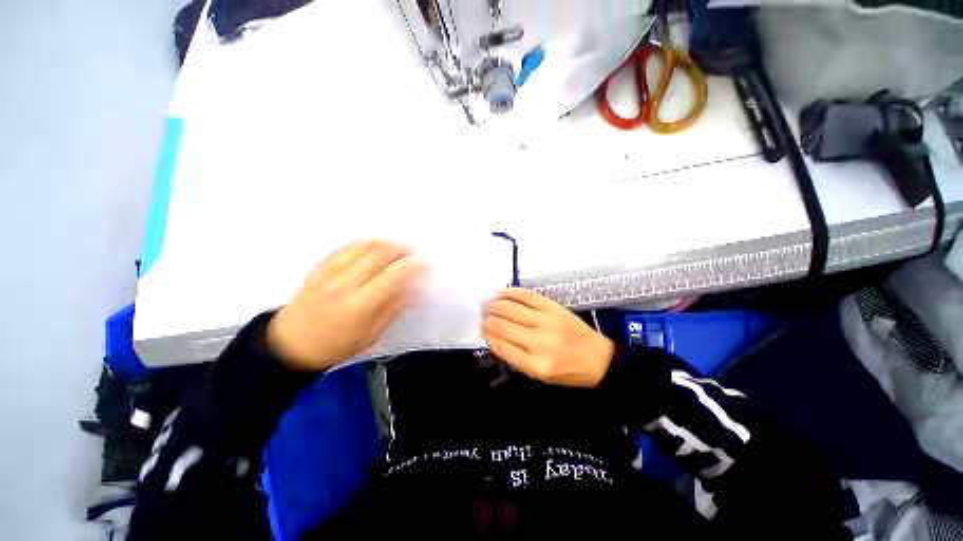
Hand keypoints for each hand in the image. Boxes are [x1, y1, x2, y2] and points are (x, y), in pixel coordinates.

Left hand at [267, 240, 423, 371]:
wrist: (291, 343)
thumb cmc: (337, 345)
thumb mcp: (372, 334)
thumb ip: (393, 308)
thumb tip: (411, 287)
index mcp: (361, 305)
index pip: (393, 276)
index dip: (412, 266)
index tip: (424, 263)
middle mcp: (345, 283)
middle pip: (380, 254)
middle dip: (401, 250)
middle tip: (412, 253)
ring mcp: (330, 272)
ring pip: (364, 246)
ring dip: (385, 244)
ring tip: (396, 248)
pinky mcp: (319, 267)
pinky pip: (346, 247)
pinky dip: (364, 243)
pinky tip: (374, 246)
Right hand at [482, 288, 614, 387]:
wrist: (598, 359)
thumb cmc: (568, 371)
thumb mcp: (540, 375)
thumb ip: (516, 358)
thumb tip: (494, 337)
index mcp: (536, 365)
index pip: (502, 346)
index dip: (488, 336)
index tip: (481, 329)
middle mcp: (540, 342)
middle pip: (504, 326)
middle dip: (488, 319)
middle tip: (482, 316)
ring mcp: (548, 321)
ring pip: (512, 309)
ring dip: (494, 305)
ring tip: (486, 304)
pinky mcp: (554, 307)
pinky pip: (527, 296)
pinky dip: (511, 293)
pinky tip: (500, 293)